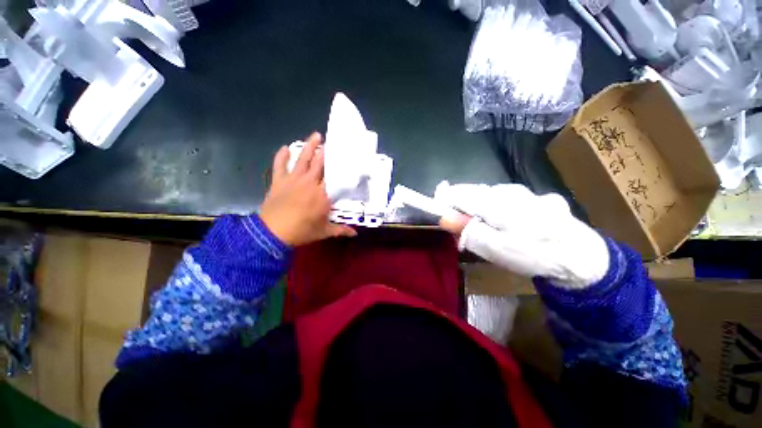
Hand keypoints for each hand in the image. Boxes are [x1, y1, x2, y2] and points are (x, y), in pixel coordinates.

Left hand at [260, 132, 356, 245]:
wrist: (272, 233)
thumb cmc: (301, 232)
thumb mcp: (324, 232)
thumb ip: (341, 230)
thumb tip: (355, 234)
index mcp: (323, 195)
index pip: (334, 177)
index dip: (340, 167)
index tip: (346, 158)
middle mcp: (310, 183)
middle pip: (320, 164)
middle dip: (327, 152)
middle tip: (332, 141)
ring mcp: (293, 180)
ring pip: (303, 160)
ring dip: (309, 147)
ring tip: (315, 135)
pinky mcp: (279, 181)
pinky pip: (280, 165)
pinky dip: (282, 156)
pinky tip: (285, 147)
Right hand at [435, 181, 608, 287]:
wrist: (584, 258)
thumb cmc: (534, 255)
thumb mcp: (496, 249)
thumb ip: (468, 231)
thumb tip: (443, 218)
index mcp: (496, 202)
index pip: (458, 193)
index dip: (443, 200)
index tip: (438, 212)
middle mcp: (509, 190)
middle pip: (472, 193)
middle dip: (461, 208)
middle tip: (462, 231)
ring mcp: (525, 192)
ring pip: (489, 195)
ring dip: (478, 209)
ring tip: (484, 230)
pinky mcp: (536, 197)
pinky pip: (506, 199)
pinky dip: (496, 209)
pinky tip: (506, 224)